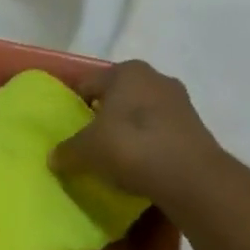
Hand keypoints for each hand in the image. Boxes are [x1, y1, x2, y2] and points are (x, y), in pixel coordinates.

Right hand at [50, 60, 223, 205]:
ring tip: (115, 158)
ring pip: (141, 114)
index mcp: (127, 71)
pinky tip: (140, 166)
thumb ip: (67, 151)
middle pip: (117, 97)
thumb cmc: (131, 147)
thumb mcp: (87, 150)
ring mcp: (179, 102)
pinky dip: (148, 145)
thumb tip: (54, 158)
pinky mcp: (195, 128)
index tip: (68, 129)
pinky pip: (160, 133)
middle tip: (89, 143)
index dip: (74, 106)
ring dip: (128, 132)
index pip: (88, 84)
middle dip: (103, 117)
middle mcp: (155, 78)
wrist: (192, 178)